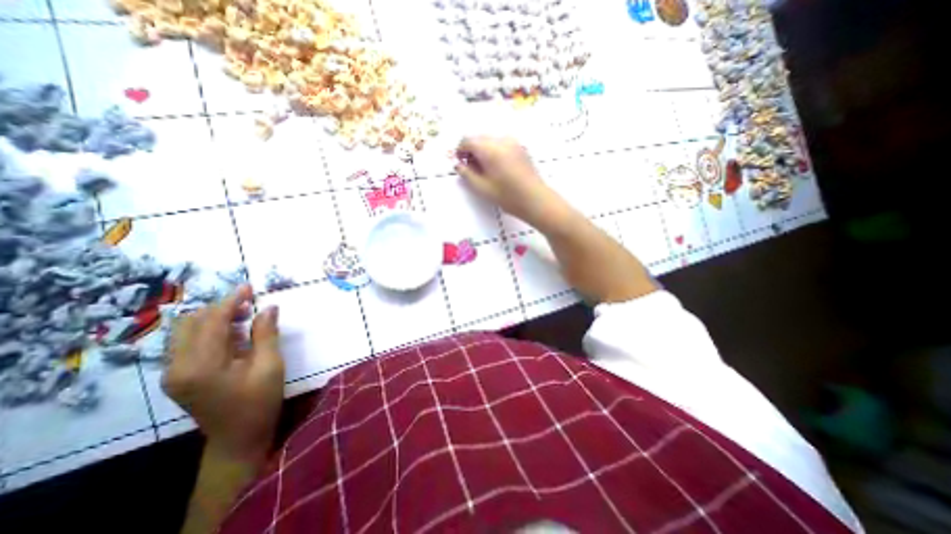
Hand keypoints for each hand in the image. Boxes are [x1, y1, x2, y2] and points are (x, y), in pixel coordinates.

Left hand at [162, 283, 283, 466]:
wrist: (238, 438)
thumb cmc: (260, 402)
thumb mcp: (270, 365)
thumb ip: (266, 334)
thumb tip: (269, 307)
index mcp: (201, 366)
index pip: (212, 322)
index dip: (231, 301)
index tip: (249, 287)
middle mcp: (178, 367)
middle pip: (192, 323)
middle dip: (222, 308)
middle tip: (252, 305)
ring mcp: (174, 373)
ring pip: (188, 331)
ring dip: (216, 318)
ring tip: (246, 317)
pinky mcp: (179, 377)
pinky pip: (190, 343)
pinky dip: (212, 332)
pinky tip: (235, 334)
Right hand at [456, 136, 557, 222]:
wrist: (535, 199)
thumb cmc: (507, 196)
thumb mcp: (482, 188)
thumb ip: (467, 174)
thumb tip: (458, 164)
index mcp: (489, 149)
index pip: (468, 140)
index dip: (460, 150)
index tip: (460, 163)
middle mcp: (501, 140)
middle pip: (479, 138)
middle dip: (471, 150)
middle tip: (471, 168)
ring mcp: (513, 142)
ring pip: (490, 140)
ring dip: (483, 150)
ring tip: (484, 169)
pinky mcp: (520, 148)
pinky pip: (501, 144)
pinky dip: (494, 151)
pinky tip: (497, 167)